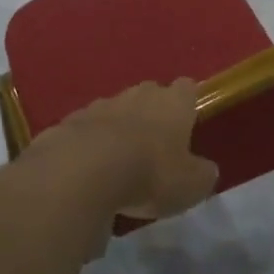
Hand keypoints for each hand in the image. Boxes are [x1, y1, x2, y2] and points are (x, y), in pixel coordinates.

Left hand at [33, 79, 216, 221]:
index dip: (188, 102)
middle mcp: (138, 95)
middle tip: (154, 145)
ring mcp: (100, 105)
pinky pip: (86, 129)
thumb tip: (204, 169)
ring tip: (118, 161)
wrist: (82, 172)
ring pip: (115, 110)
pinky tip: (88, 169)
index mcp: (172, 103)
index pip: (187, 88)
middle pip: (149, 94)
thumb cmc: (150, 174)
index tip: (188, 121)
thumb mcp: (191, 186)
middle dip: (152, 113)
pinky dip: (89, 144)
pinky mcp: (69, 122)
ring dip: (118, 128)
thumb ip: (201, 174)